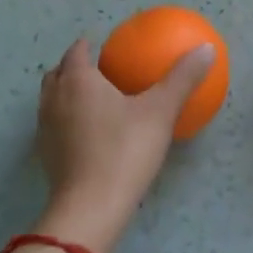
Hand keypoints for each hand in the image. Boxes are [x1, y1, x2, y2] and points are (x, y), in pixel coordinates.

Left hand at [34, 37, 214, 252]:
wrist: (91, 206)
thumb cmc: (125, 150)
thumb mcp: (160, 111)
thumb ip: (182, 78)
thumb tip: (206, 48)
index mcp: (78, 81)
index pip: (76, 52)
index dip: (87, 45)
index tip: (102, 46)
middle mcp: (55, 99)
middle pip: (58, 74)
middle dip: (73, 68)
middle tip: (98, 71)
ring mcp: (46, 128)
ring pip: (51, 99)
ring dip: (66, 93)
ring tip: (93, 100)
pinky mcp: (46, 155)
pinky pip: (54, 125)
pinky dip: (66, 120)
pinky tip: (89, 134)